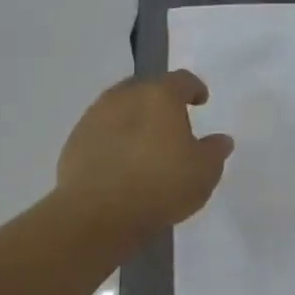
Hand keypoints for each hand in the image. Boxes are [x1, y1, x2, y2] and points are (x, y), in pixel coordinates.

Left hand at [56, 71, 233, 242]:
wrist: (96, 215)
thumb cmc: (160, 185)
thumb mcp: (204, 171)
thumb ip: (215, 151)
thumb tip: (220, 140)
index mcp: (159, 96)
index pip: (181, 80)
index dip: (194, 88)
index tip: (201, 100)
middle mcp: (124, 97)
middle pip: (146, 89)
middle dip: (160, 101)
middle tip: (172, 122)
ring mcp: (94, 118)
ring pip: (120, 108)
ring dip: (134, 119)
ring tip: (145, 143)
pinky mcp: (74, 142)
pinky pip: (101, 132)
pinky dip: (114, 139)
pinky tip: (122, 162)